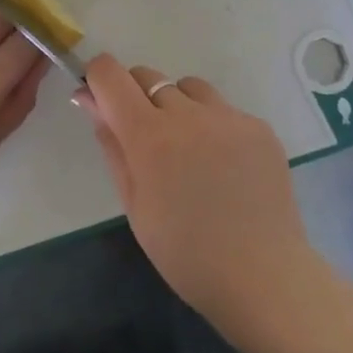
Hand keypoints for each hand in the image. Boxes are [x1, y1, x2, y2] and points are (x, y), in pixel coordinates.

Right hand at [75, 54, 325, 336]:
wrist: (263, 277)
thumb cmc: (185, 253)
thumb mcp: (134, 204)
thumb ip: (112, 144)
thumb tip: (89, 99)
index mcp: (150, 136)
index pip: (111, 75)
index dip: (98, 78)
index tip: (99, 99)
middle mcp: (188, 113)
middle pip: (148, 76)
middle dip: (135, 96)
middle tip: (145, 140)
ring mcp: (228, 116)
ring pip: (188, 88)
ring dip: (177, 106)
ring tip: (189, 151)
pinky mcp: (259, 126)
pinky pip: (223, 110)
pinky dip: (213, 125)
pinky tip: (224, 165)